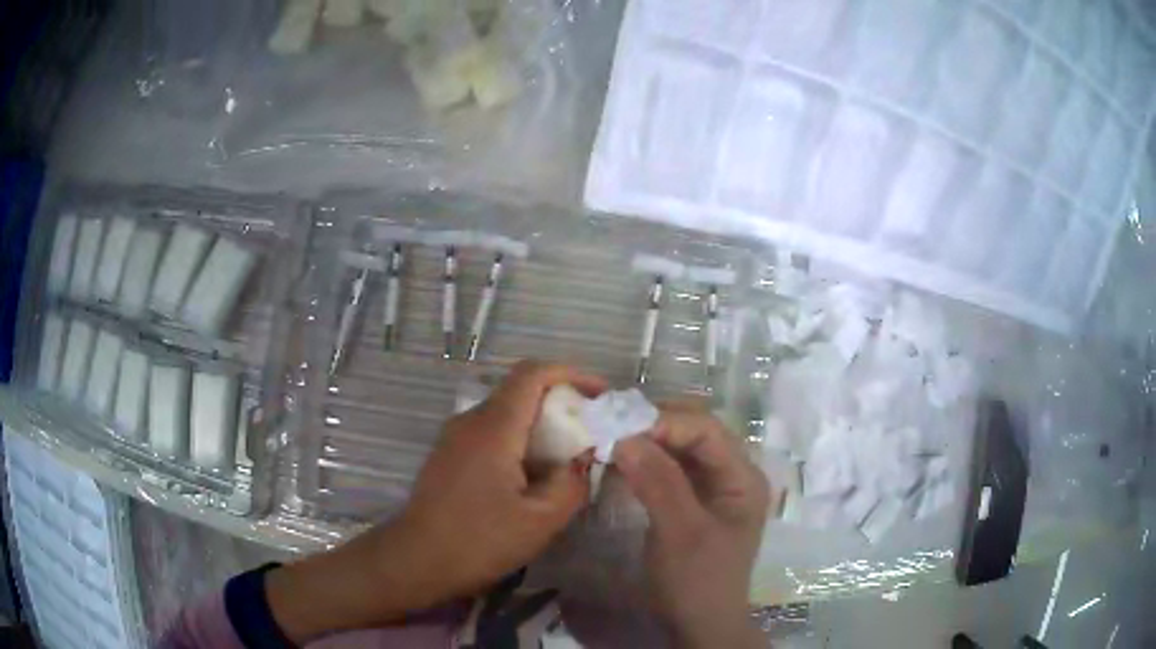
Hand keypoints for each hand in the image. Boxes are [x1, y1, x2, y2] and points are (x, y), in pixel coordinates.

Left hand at [267, 361, 605, 641]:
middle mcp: (471, 421)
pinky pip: (491, 432)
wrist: (415, 561)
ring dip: (540, 423)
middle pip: (520, 390)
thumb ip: (571, 484)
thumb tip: (583, 459)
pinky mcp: (449, 455)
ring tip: (568, 454)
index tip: (600, 394)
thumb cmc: (478, 541)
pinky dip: (520, 440)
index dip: (571, 373)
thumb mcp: (539, 521)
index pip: (532, 374)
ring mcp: (455, 437)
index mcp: (493, 428)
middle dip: (561, 401)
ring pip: (506, 412)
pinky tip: (533, 474)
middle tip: (591, 429)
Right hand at [613, 403, 770, 648]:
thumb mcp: (681, 533)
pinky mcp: (692, 502)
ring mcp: (712, 488)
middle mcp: (732, 474)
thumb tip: (625, 437)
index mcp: (743, 477)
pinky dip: (645, 463)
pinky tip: (621, 463)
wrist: (699, 624)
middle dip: (654, 427)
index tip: (620, 428)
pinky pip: (669, 470)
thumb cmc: (697, 580)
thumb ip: (659, 483)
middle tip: (612, 429)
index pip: (706, 430)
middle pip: (694, 434)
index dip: (665, 423)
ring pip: (679, 450)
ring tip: (611, 441)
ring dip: (647, 443)